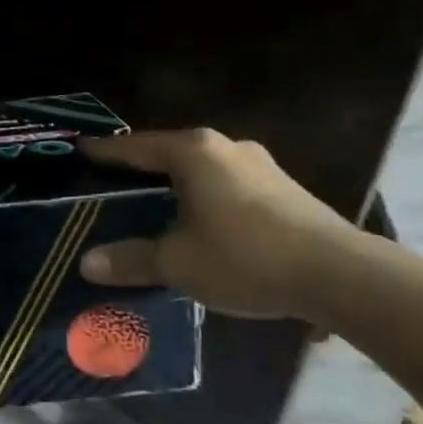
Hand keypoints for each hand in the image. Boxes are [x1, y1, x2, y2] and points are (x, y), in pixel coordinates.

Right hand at [78, 128, 357, 317]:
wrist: (341, 275)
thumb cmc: (244, 257)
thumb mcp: (177, 263)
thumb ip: (131, 260)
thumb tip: (86, 263)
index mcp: (193, 153)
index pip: (135, 147)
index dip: (106, 152)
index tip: (82, 149)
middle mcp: (226, 148)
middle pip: (171, 153)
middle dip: (143, 167)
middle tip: (115, 180)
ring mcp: (261, 165)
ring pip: (204, 168)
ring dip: (179, 183)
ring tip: (157, 201)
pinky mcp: (286, 189)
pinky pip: (229, 185)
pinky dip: (207, 197)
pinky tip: (204, 220)